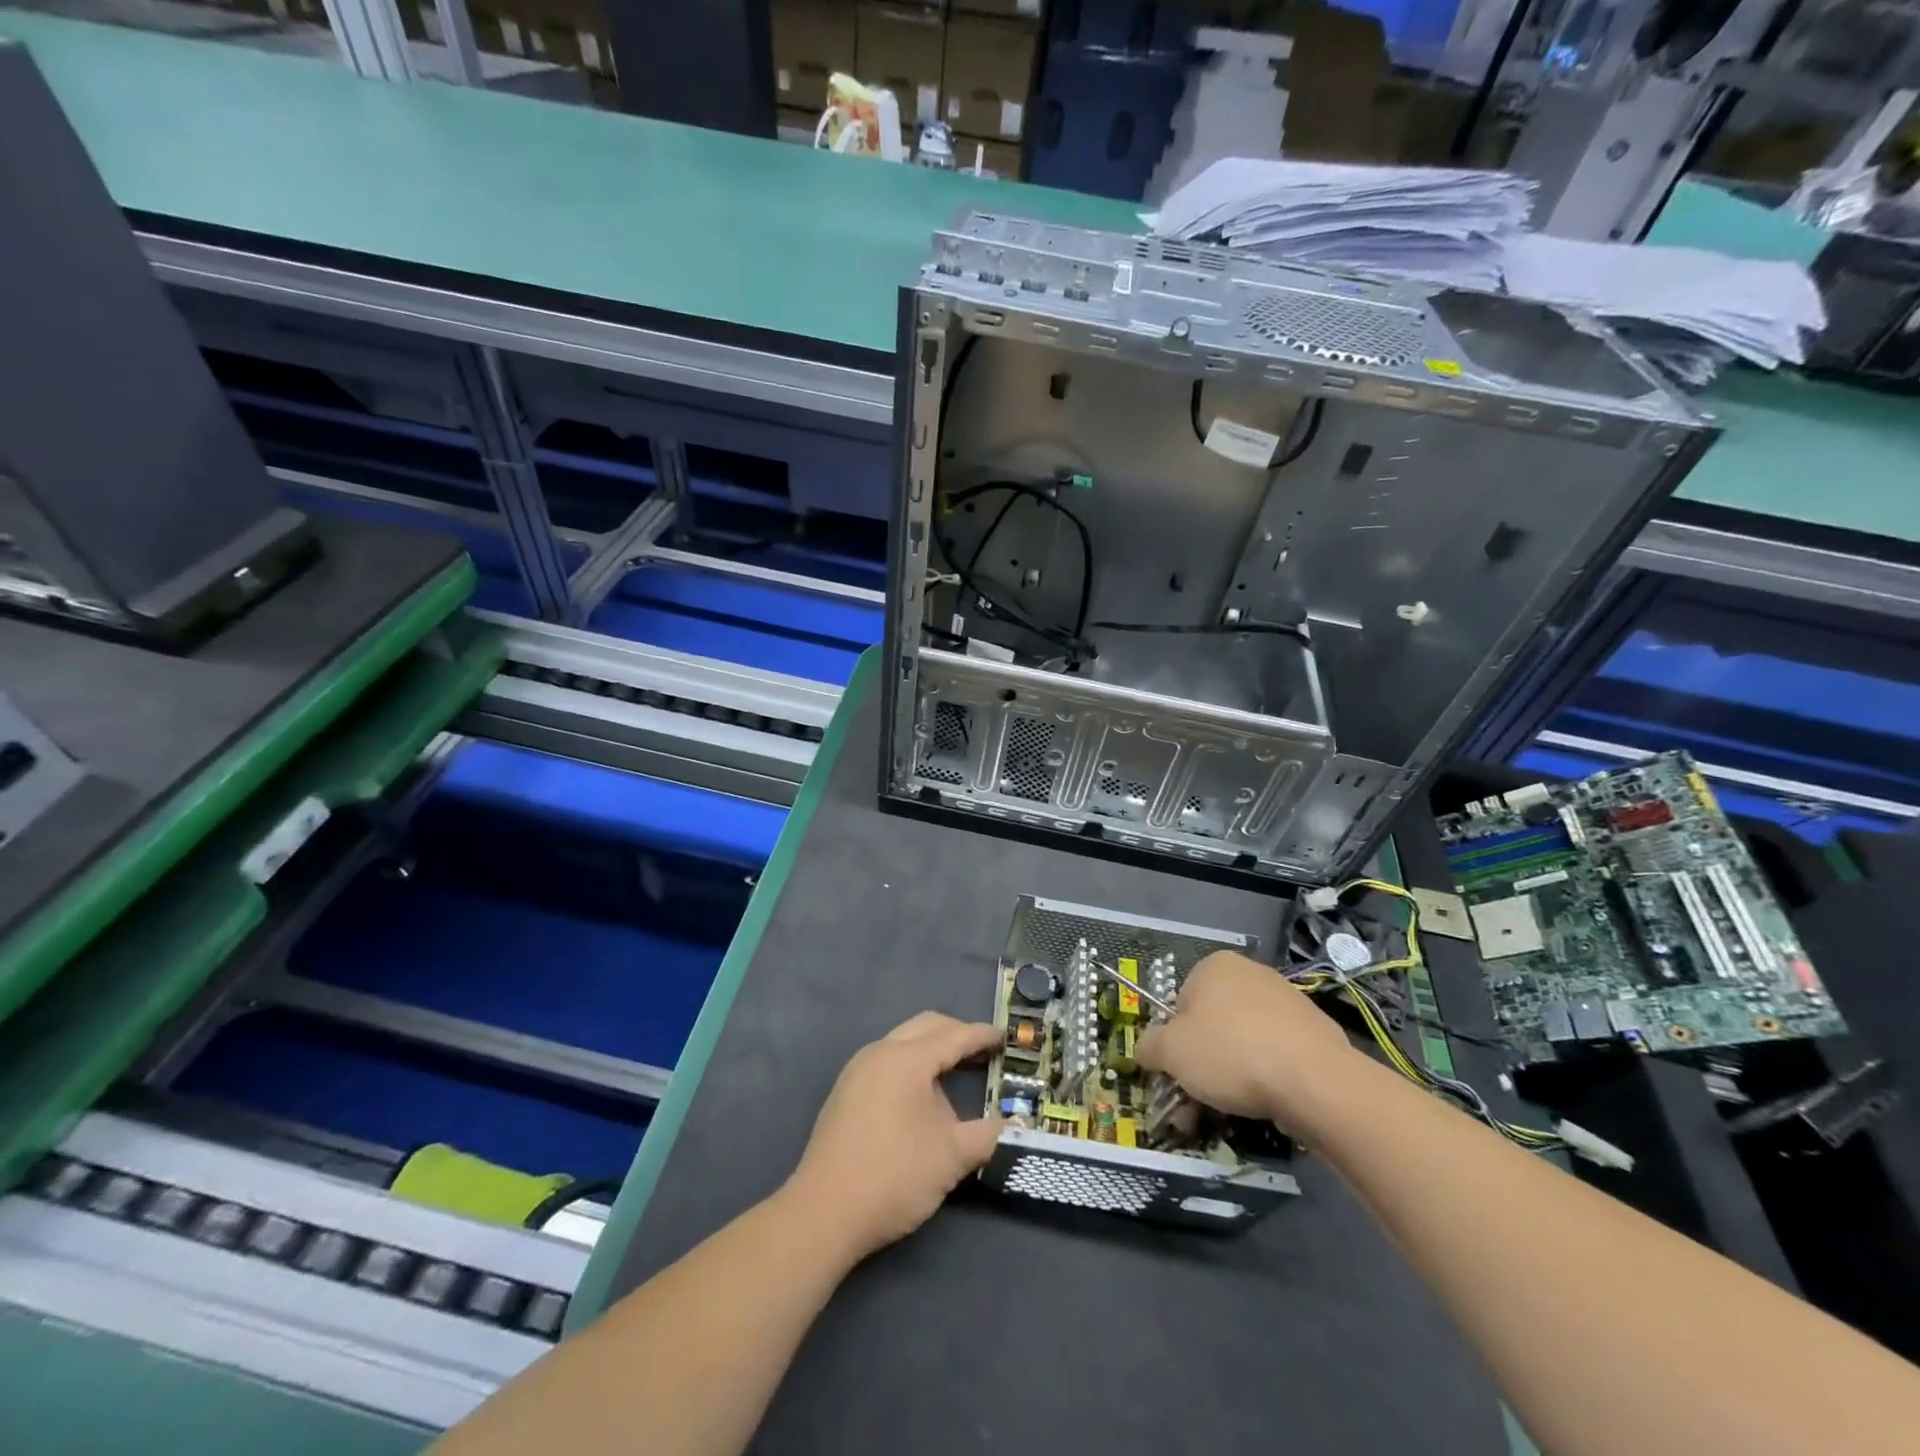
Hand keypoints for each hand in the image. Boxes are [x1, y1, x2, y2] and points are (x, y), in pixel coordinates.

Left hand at [784, 1012, 1004, 1264]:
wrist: (822, 1214)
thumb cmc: (892, 1177)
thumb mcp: (950, 1157)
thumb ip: (986, 1136)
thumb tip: (1009, 1127)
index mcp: (906, 1059)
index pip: (954, 1037)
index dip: (982, 1036)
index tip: (1005, 1036)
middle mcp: (880, 1053)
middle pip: (926, 1027)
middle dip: (957, 1034)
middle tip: (983, 1052)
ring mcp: (857, 1071)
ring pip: (904, 1043)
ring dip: (933, 1051)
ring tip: (956, 1076)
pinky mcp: (845, 1092)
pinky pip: (887, 1062)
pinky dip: (912, 1067)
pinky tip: (922, 1099)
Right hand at [1135, 950, 1361, 1132]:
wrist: (1315, 1081)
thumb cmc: (1230, 1053)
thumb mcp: (1169, 1051)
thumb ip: (1148, 1046)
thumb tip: (1146, 1049)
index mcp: (1214, 966)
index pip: (1179, 1004)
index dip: (1173, 1043)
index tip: (1176, 1076)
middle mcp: (1251, 974)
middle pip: (1212, 1026)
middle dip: (1200, 1068)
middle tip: (1194, 1106)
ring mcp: (1288, 1002)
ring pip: (1243, 1044)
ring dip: (1229, 1078)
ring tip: (1228, 1114)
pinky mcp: (1315, 1033)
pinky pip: (1276, 1056)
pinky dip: (1265, 1079)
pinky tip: (1265, 1106)